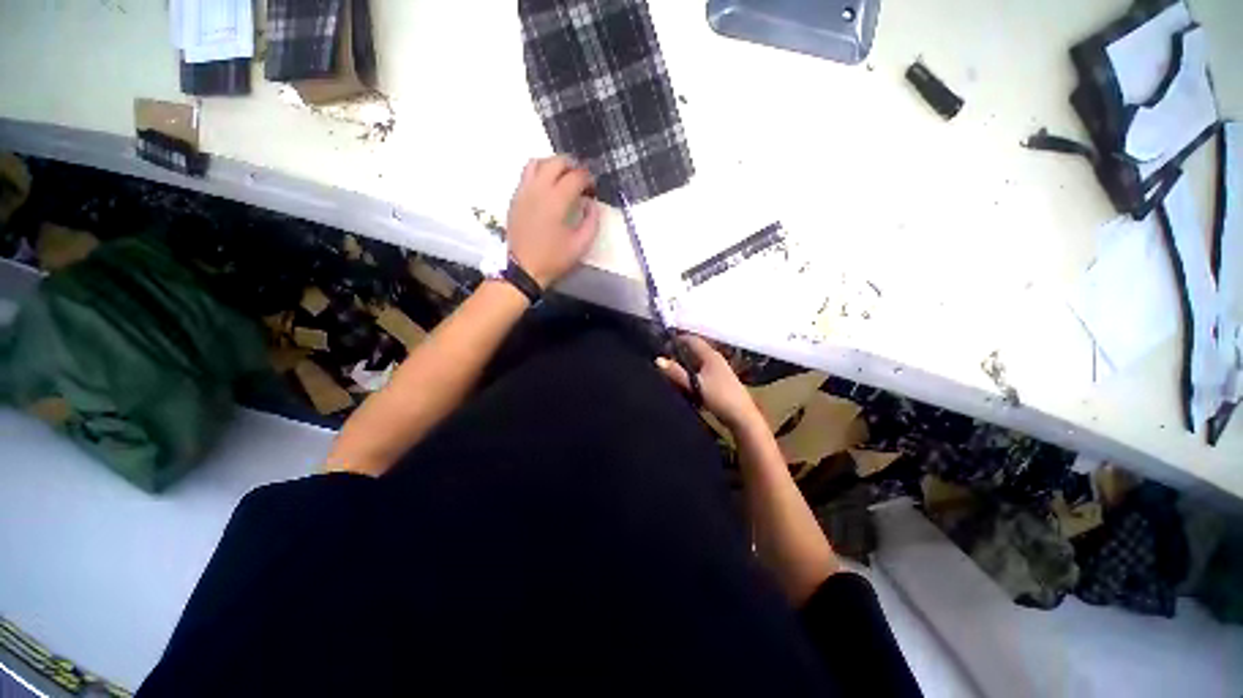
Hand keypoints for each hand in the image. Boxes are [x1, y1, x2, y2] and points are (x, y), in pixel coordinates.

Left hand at [506, 156, 601, 288]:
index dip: (588, 179)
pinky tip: (547, 189)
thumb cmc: (554, 259)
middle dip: (572, 166)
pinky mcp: (515, 198)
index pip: (576, 176)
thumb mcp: (581, 245)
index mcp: (557, 200)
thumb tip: (591, 204)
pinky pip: (526, 174)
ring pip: (537, 162)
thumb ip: (592, 221)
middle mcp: (538, 189)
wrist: (524, 269)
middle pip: (556, 162)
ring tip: (562, 178)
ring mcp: (523, 191)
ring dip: (553, 165)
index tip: (593, 189)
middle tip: (581, 179)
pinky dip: (540, 174)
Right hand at [656, 335, 761, 429]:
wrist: (742, 416)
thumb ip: (676, 373)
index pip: (692, 340)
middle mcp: (715, 359)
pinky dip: (691, 376)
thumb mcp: (695, 384)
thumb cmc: (719, 397)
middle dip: (679, 354)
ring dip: (685, 366)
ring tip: (671, 373)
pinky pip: (701, 373)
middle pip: (694, 351)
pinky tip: (685, 385)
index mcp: (710, 355)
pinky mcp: (719, 382)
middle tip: (664, 359)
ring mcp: (719, 371)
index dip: (678, 339)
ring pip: (697, 363)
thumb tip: (658, 360)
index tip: (663, 344)